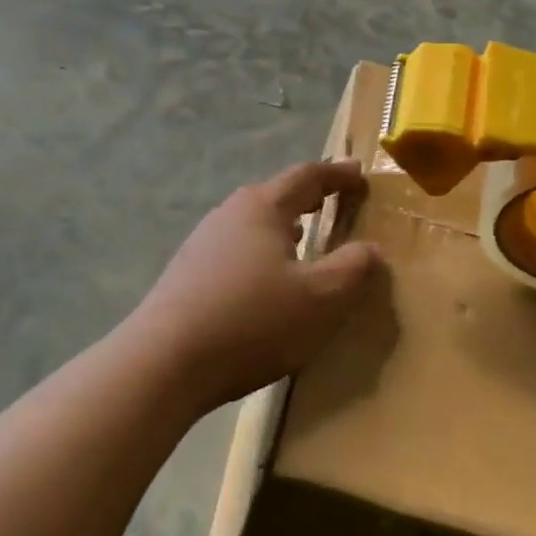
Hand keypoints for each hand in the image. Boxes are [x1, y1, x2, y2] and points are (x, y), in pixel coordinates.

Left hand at [130, 160, 380, 412]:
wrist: (165, 360)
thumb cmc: (252, 321)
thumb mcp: (320, 299)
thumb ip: (352, 269)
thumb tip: (371, 249)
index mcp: (264, 207)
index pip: (308, 176)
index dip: (338, 175)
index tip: (360, 175)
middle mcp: (230, 213)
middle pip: (276, 194)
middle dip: (308, 197)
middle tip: (334, 201)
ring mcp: (203, 241)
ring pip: (253, 222)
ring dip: (283, 225)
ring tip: (304, 236)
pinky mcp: (188, 271)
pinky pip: (236, 248)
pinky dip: (261, 250)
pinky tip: (265, 278)